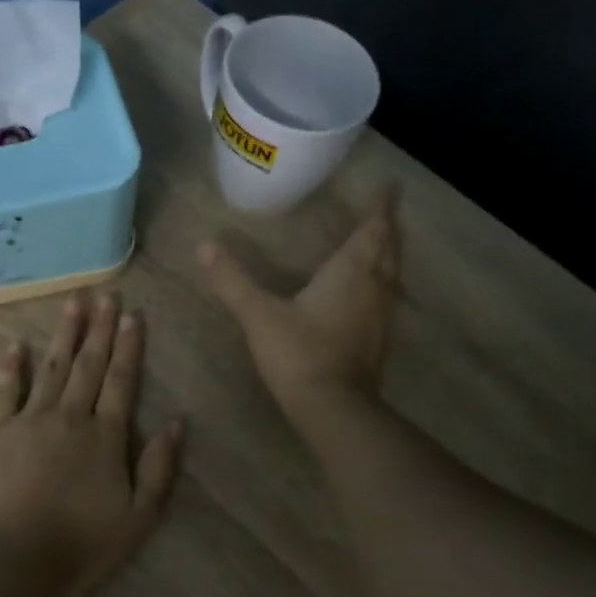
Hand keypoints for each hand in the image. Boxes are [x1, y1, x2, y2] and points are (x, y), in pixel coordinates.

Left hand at [0, 294, 184, 596]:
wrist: (13, 563)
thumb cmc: (81, 546)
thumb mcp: (138, 517)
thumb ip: (159, 467)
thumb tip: (178, 421)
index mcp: (105, 436)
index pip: (121, 381)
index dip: (129, 347)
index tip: (133, 315)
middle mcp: (69, 417)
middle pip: (88, 365)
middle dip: (100, 328)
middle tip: (106, 295)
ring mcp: (28, 421)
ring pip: (50, 368)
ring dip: (64, 334)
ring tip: (73, 303)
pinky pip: (3, 391)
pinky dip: (10, 366)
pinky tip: (15, 344)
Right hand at [200, 194, 400, 418]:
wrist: (333, 409)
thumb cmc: (299, 353)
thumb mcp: (259, 314)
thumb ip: (232, 280)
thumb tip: (204, 245)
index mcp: (351, 272)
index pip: (373, 231)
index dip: (381, 208)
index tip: (390, 187)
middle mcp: (374, 289)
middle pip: (389, 250)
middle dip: (388, 230)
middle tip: (386, 213)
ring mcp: (380, 317)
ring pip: (392, 277)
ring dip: (389, 257)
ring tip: (381, 246)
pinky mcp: (377, 342)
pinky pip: (386, 300)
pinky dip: (382, 286)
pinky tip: (370, 294)